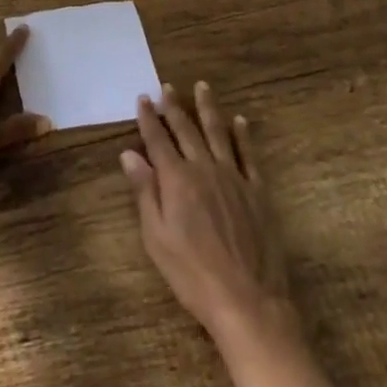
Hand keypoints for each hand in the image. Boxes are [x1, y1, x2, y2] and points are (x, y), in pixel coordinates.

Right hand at [122, 82, 291, 340]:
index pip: (158, 140)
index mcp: (177, 179)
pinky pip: (248, 154)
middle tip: (167, 86)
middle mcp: (204, 168)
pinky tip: (240, 121)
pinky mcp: (257, 191)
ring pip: (218, 132)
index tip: (143, 98)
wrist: (247, 300)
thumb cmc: (192, 274)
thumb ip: (144, 191)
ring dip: (208, 108)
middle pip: (186, 130)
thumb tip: (129, 154)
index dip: (149, 118)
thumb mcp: (157, 237)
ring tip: (202, 86)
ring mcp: (233, 177)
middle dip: (174, 107)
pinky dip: (243, 135)